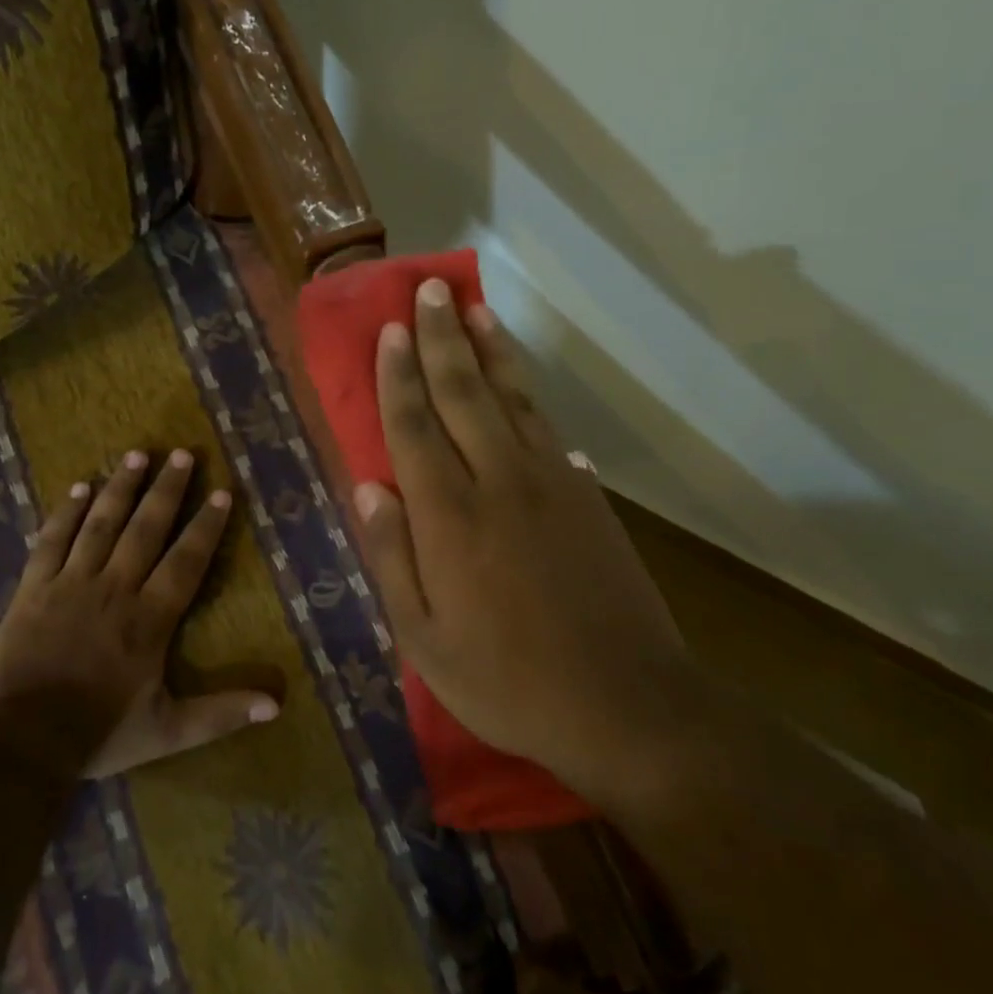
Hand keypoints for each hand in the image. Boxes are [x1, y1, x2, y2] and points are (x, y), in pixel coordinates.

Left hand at [0, 448, 279, 777]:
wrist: (21, 741)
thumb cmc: (99, 733)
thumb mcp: (168, 731)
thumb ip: (221, 713)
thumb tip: (277, 704)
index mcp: (150, 619)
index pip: (186, 561)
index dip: (206, 526)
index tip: (222, 492)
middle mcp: (115, 589)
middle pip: (145, 529)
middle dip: (167, 490)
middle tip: (182, 454)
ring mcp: (71, 583)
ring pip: (101, 524)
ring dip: (121, 487)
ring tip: (137, 455)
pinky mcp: (34, 588)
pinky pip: (52, 540)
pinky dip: (66, 512)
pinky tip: (80, 487)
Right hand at [355, 279, 690, 788]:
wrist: (624, 703)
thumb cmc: (507, 680)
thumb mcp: (424, 639)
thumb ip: (392, 557)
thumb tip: (368, 488)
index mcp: (449, 516)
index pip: (414, 426)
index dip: (399, 375)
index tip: (391, 330)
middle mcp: (498, 481)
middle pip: (463, 393)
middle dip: (442, 338)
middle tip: (429, 290)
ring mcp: (551, 483)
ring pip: (512, 399)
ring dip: (490, 350)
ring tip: (475, 310)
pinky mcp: (588, 497)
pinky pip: (549, 430)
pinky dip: (530, 397)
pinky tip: (521, 384)